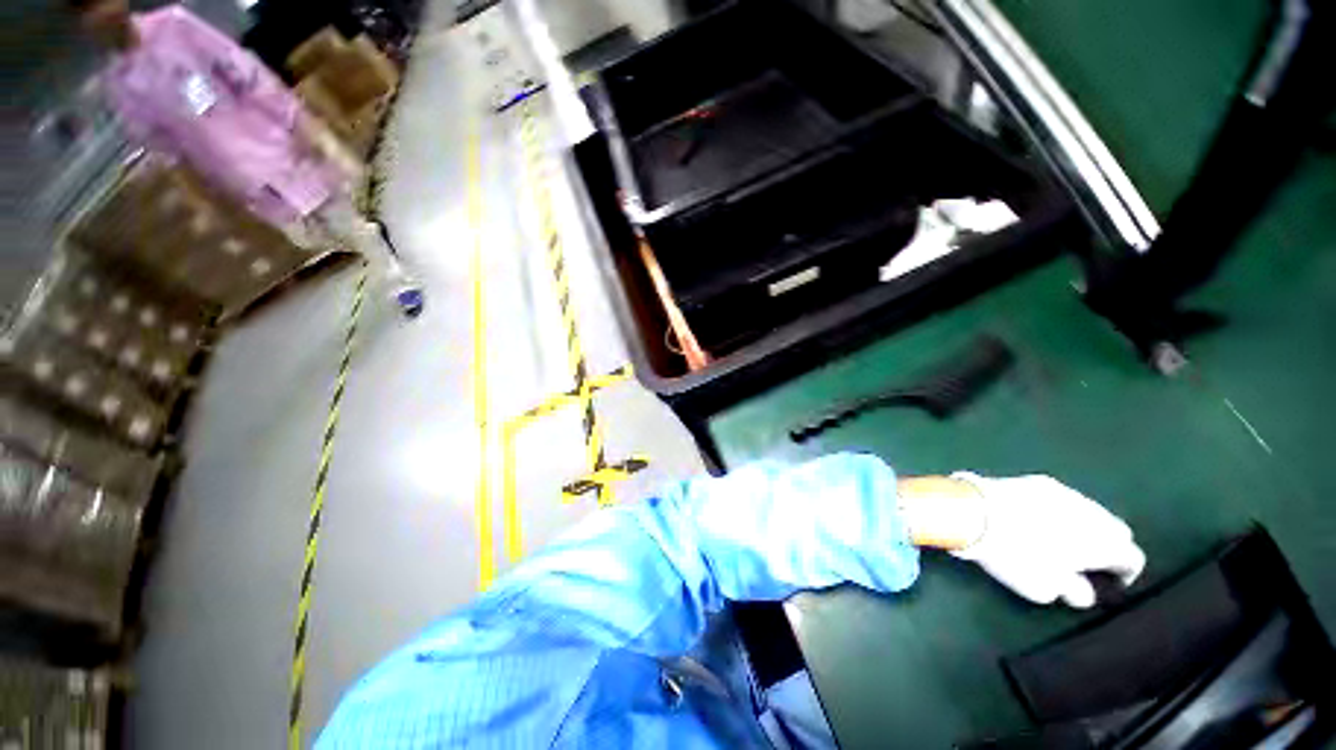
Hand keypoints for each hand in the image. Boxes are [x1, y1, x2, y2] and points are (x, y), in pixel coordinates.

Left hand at [948, 473, 1145, 608]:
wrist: (976, 512)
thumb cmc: (1015, 556)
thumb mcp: (1046, 587)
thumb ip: (1074, 590)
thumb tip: (1084, 590)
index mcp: (1103, 543)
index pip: (1132, 558)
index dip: (1125, 573)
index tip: (1108, 583)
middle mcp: (1093, 513)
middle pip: (1116, 530)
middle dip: (1109, 546)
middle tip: (1087, 560)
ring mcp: (1066, 492)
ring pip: (1091, 511)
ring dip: (1086, 525)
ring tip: (1063, 538)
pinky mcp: (1039, 480)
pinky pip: (1064, 497)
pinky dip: (1062, 510)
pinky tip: (1041, 518)